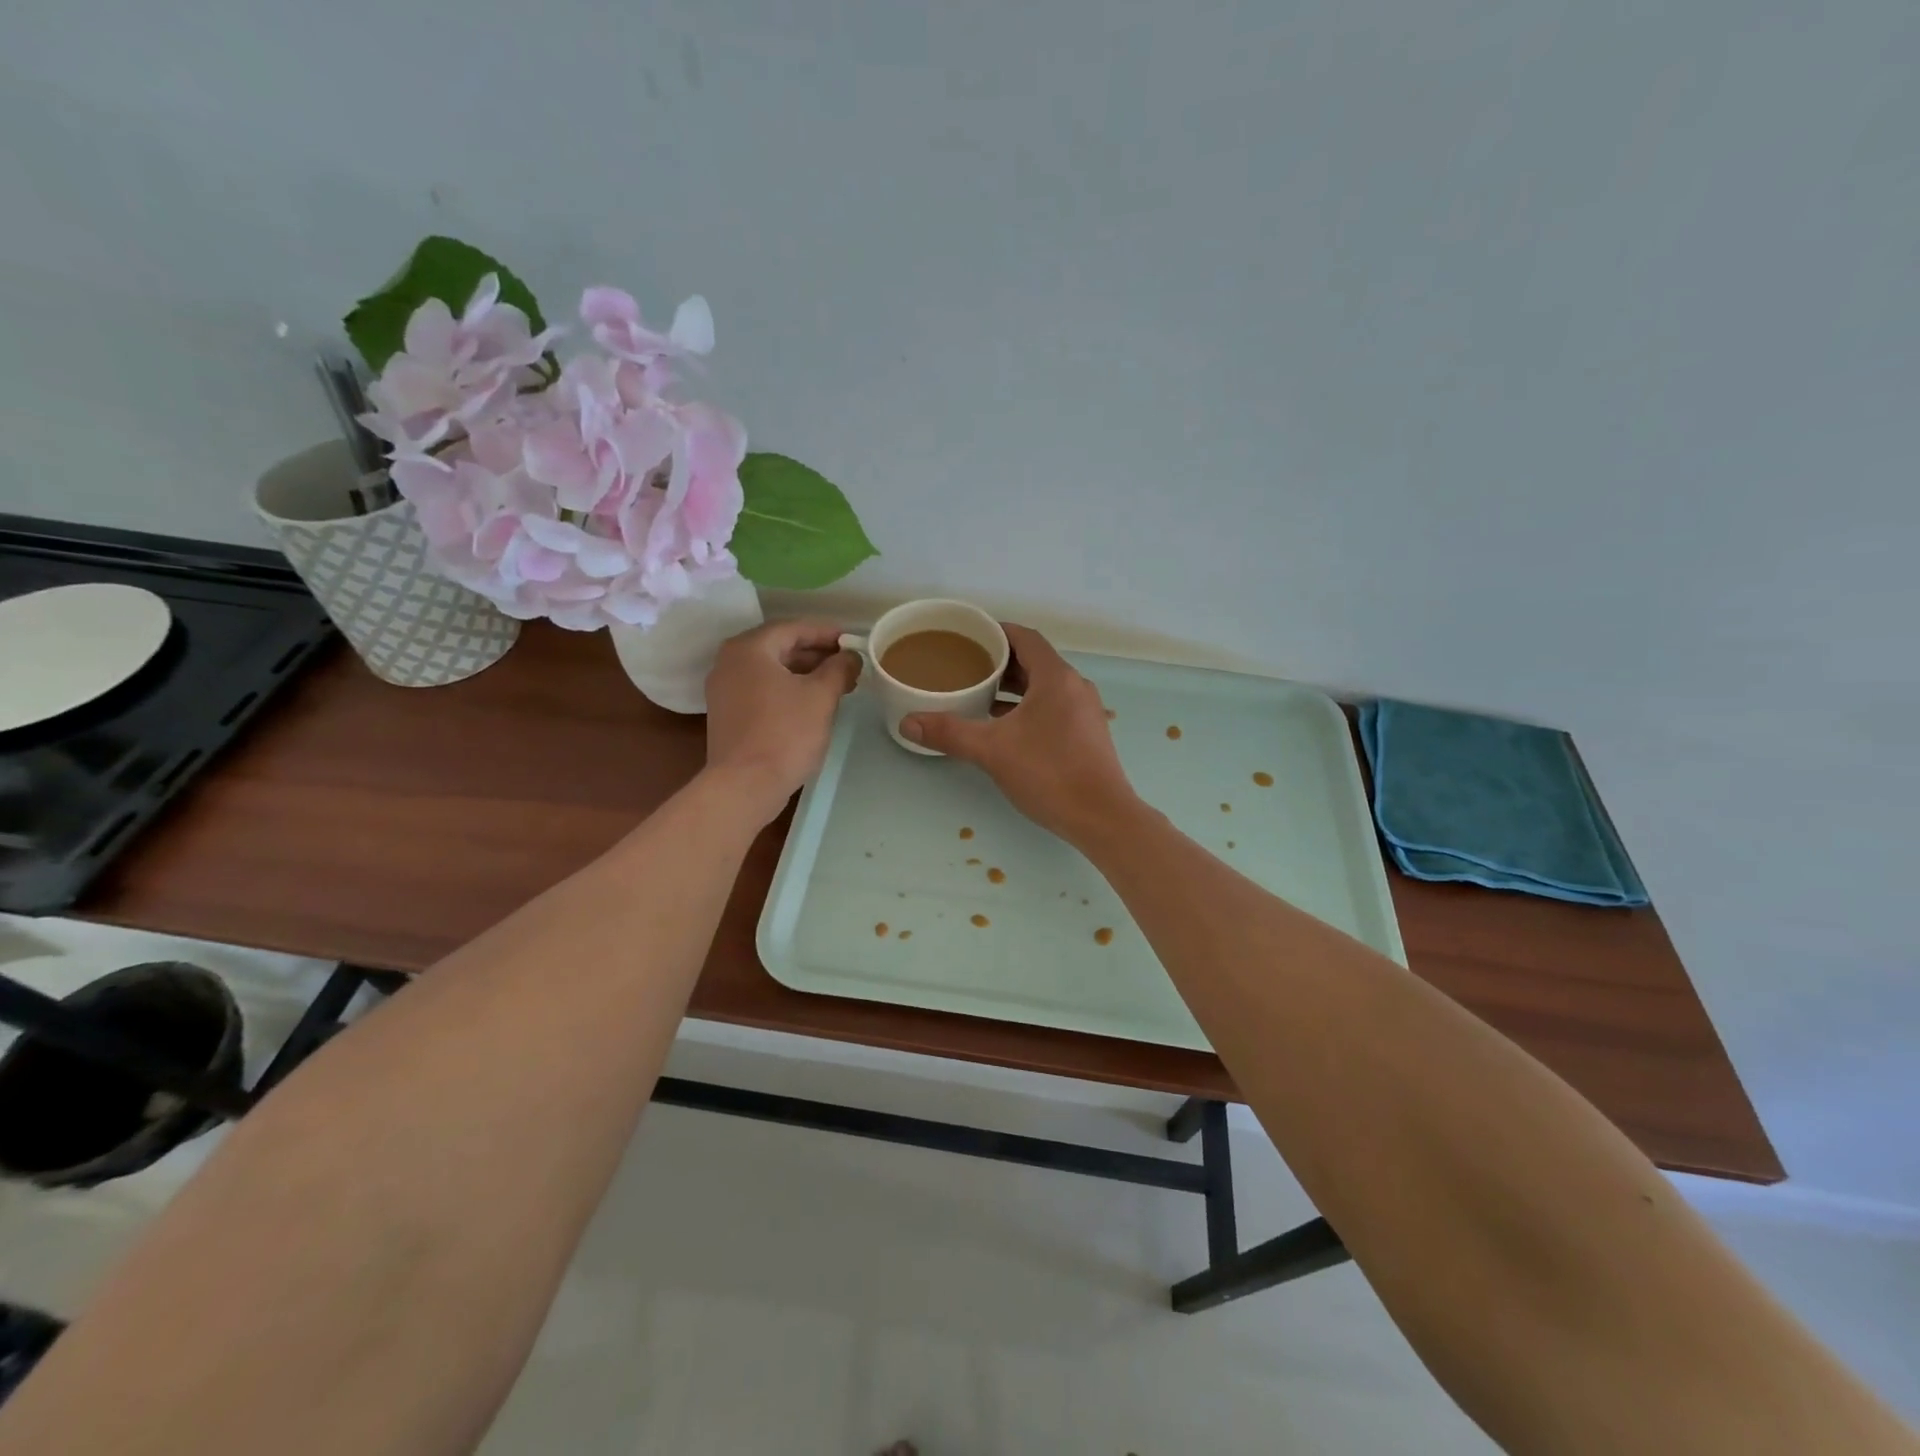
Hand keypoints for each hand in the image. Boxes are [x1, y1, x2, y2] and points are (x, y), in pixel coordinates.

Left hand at [704, 620, 860, 821]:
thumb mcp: (821, 696)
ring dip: (805, 673)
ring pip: (771, 670)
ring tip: (838, 684)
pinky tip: (812, 703)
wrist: (745, 785)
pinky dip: (788, 689)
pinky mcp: (727, 713)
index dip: (827, 633)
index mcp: (749, 648)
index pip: (793, 628)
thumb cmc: (785, 733)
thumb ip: (839, 668)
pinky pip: (762, 689)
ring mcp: (724, 689)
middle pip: (780, 647)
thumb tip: (851, 656)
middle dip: (817, 654)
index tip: (853, 641)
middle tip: (849, 664)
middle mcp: (730, 661)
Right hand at [901, 623, 1138, 843]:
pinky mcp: (1087, 734)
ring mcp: (1085, 711)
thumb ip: (950, 733)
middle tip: (966, 667)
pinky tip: (1005, 727)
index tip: (969, 637)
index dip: (997, 632)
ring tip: (979, 695)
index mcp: (1056, 678)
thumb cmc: (1049, 773)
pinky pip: (1054, 707)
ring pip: (1044, 687)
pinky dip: (1028, 707)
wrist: (1102, 817)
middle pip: (1035, 661)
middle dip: (1001, 662)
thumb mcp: (992, 751)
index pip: (1025, 638)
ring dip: (1014, 688)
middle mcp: (1075, 687)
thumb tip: (907, 723)